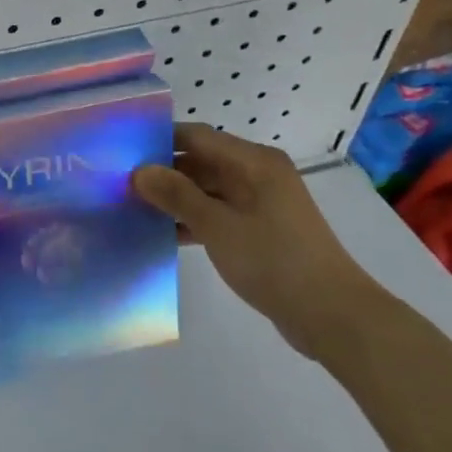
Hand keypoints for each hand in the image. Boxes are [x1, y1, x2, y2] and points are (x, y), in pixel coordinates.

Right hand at [134, 123, 376, 359]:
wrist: (332, 315)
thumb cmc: (273, 260)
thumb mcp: (217, 226)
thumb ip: (176, 195)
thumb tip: (139, 171)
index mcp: (253, 161)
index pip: (196, 136)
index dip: (159, 141)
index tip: (121, 152)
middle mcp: (257, 174)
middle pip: (201, 162)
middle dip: (163, 172)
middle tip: (119, 184)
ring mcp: (260, 203)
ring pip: (207, 189)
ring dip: (175, 198)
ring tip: (131, 208)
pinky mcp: (260, 229)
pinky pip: (218, 213)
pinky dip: (193, 219)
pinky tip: (162, 233)